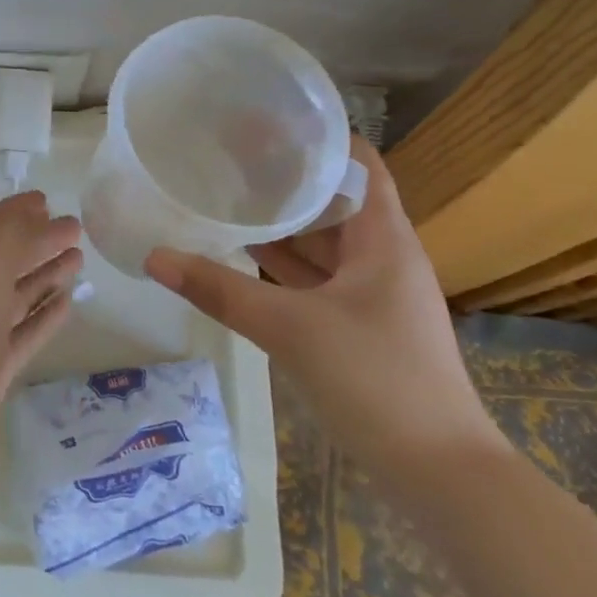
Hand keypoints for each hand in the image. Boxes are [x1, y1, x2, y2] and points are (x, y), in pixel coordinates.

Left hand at [0, 191, 81, 464]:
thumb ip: (20, 234)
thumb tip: (54, 221)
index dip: (16, 209)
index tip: (47, 199)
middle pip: (5, 257)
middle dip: (37, 240)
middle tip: (75, 229)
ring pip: (17, 293)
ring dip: (47, 274)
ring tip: (79, 260)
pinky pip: (25, 331)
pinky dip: (46, 315)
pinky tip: (69, 303)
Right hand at [144, 138, 505, 478]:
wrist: (441, 475)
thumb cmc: (377, 380)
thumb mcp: (291, 328)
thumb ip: (220, 290)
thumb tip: (155, 256)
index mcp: (383, 238)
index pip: (357, 163)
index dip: (316, 137)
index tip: (263, 121)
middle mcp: (381, 255)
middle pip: (333, 198)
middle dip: (285, 176)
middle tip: (229, 155)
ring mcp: (372, 293)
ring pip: (322, 240)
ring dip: (281, 221)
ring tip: (227, 194)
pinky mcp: (359, 324)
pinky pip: (316, 277)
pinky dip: (283, 263)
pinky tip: (242, 255)